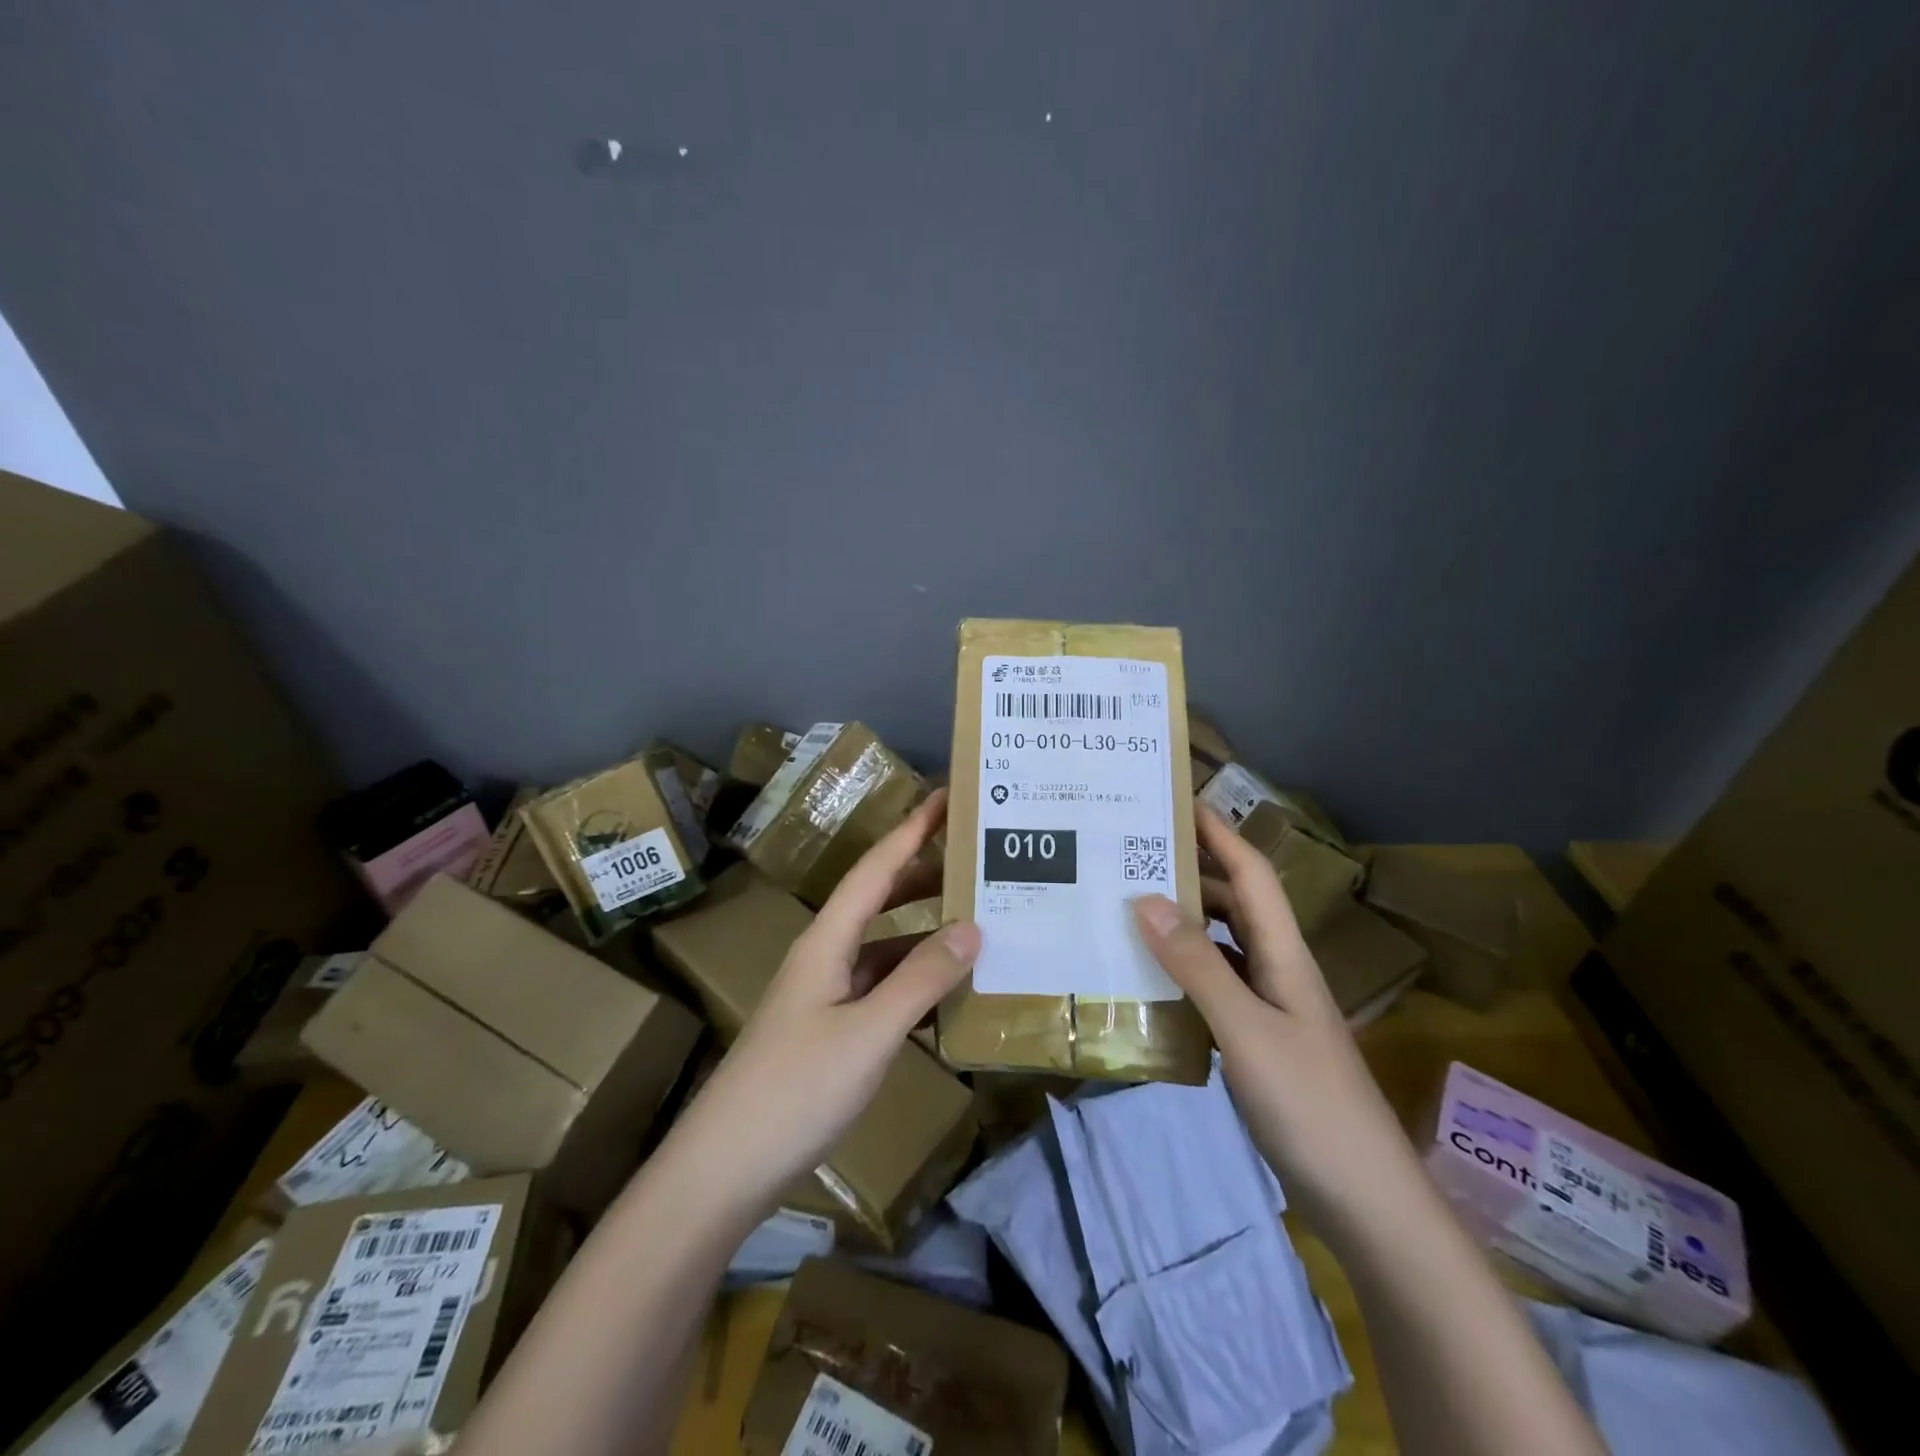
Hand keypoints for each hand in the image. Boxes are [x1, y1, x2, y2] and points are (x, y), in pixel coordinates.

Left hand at [674, 789, 980, 1209]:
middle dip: (922, 872)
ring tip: (973, 917)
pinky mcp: (827, 1032)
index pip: (875, 868)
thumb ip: (921, 979)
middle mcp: (824, 957)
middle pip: (877, 899)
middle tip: (973, 857)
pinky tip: (944, 991)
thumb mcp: (868, 1033)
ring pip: (881, 945)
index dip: (911, 829)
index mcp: (827, 941)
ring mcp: (823, 996)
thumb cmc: (794, 1091)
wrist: (722, 1170)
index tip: (945, 796)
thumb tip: (973, 927)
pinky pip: (879, 987)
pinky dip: (912, 978)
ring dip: (921, 928)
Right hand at [1131, 808, 1418, 1234]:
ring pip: (1223, 944)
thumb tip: (1145, 898)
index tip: (1176, 800)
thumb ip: (1197, 965)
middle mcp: (1278, 969)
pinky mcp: (1259, 1041)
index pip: (1251, 874)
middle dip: (1191, 870)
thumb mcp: (1245, 1029)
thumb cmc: (1311, 1105)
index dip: (1218, 832)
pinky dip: (1184, 970)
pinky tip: (1150, 977)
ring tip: (1128, 905)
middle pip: (1235, 902)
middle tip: (1131, 853)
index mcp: (1284, 954)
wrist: (1366, 1200)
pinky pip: (1216, 986)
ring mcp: (1271, 1008)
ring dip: (1184, 920)